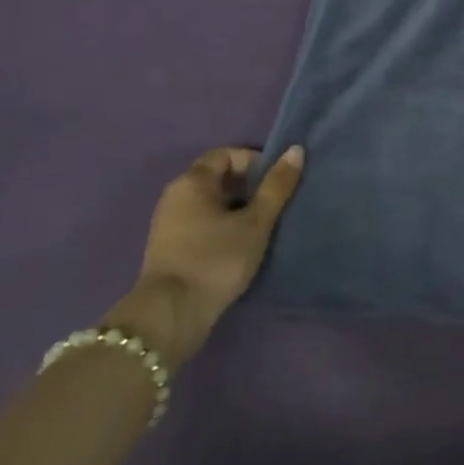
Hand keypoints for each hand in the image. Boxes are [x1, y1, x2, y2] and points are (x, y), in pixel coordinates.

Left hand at [104, 145, 304, 370]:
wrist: (171, 314)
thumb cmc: (217, 258)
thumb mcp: (256, 222)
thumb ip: (277, 186)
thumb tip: (295, 150)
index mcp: (192, 182)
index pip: (225, 155)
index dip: (253, 161)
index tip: (275, 181)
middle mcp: (174, 196)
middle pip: (216, 178)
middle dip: (248, 186)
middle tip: (274, 204)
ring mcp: (168, 223)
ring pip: (209, 203)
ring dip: (236, 208)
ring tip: (261, 226)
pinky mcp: (169, 248)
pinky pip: (201, 223)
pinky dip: (222, 226)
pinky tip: (240, 245)